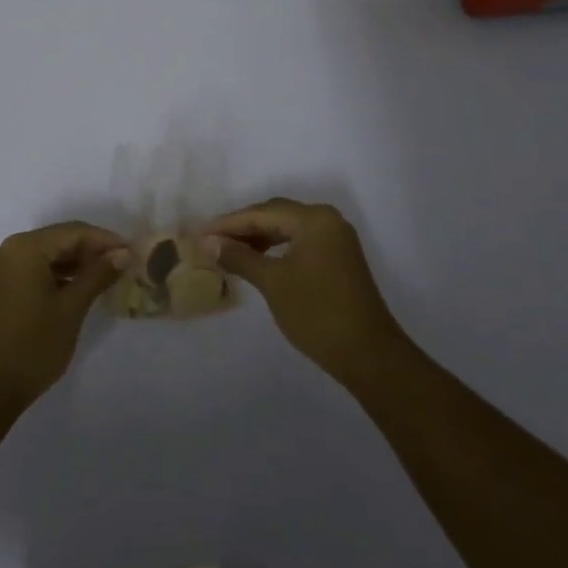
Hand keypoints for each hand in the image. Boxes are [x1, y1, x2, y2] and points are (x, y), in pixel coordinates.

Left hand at [0, 221, 126, 411]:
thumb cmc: (33, 345)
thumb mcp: (72, 308)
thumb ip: (98, 274)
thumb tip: (124, 253)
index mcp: (24, 247)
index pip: (73, 232)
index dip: (105, 240)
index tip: (133, 252)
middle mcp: (8, 249)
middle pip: (59, 239)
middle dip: (92, 251)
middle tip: (123, 265)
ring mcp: (1, 268)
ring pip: (47, 254)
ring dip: (76, 263)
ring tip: (107, 276)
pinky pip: (35, 268)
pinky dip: (58, 274)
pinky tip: (80, 287)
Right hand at [200, 198, 408, 387]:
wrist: (368, 354)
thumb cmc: (317, 313)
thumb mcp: (272, 283)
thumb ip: (240, 257)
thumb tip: (208, 243)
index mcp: (314, 219)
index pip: (262, 213)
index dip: (228, 223)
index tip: (200, 234)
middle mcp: (327, 220)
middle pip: (276, 215)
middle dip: (242, 227)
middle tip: (211, 242)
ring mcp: (336, 239)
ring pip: (288, 228)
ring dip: (259, 238)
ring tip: (229, 252)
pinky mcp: (338, 258)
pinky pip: (300, 242)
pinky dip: (277, 248)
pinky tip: (259, 261)